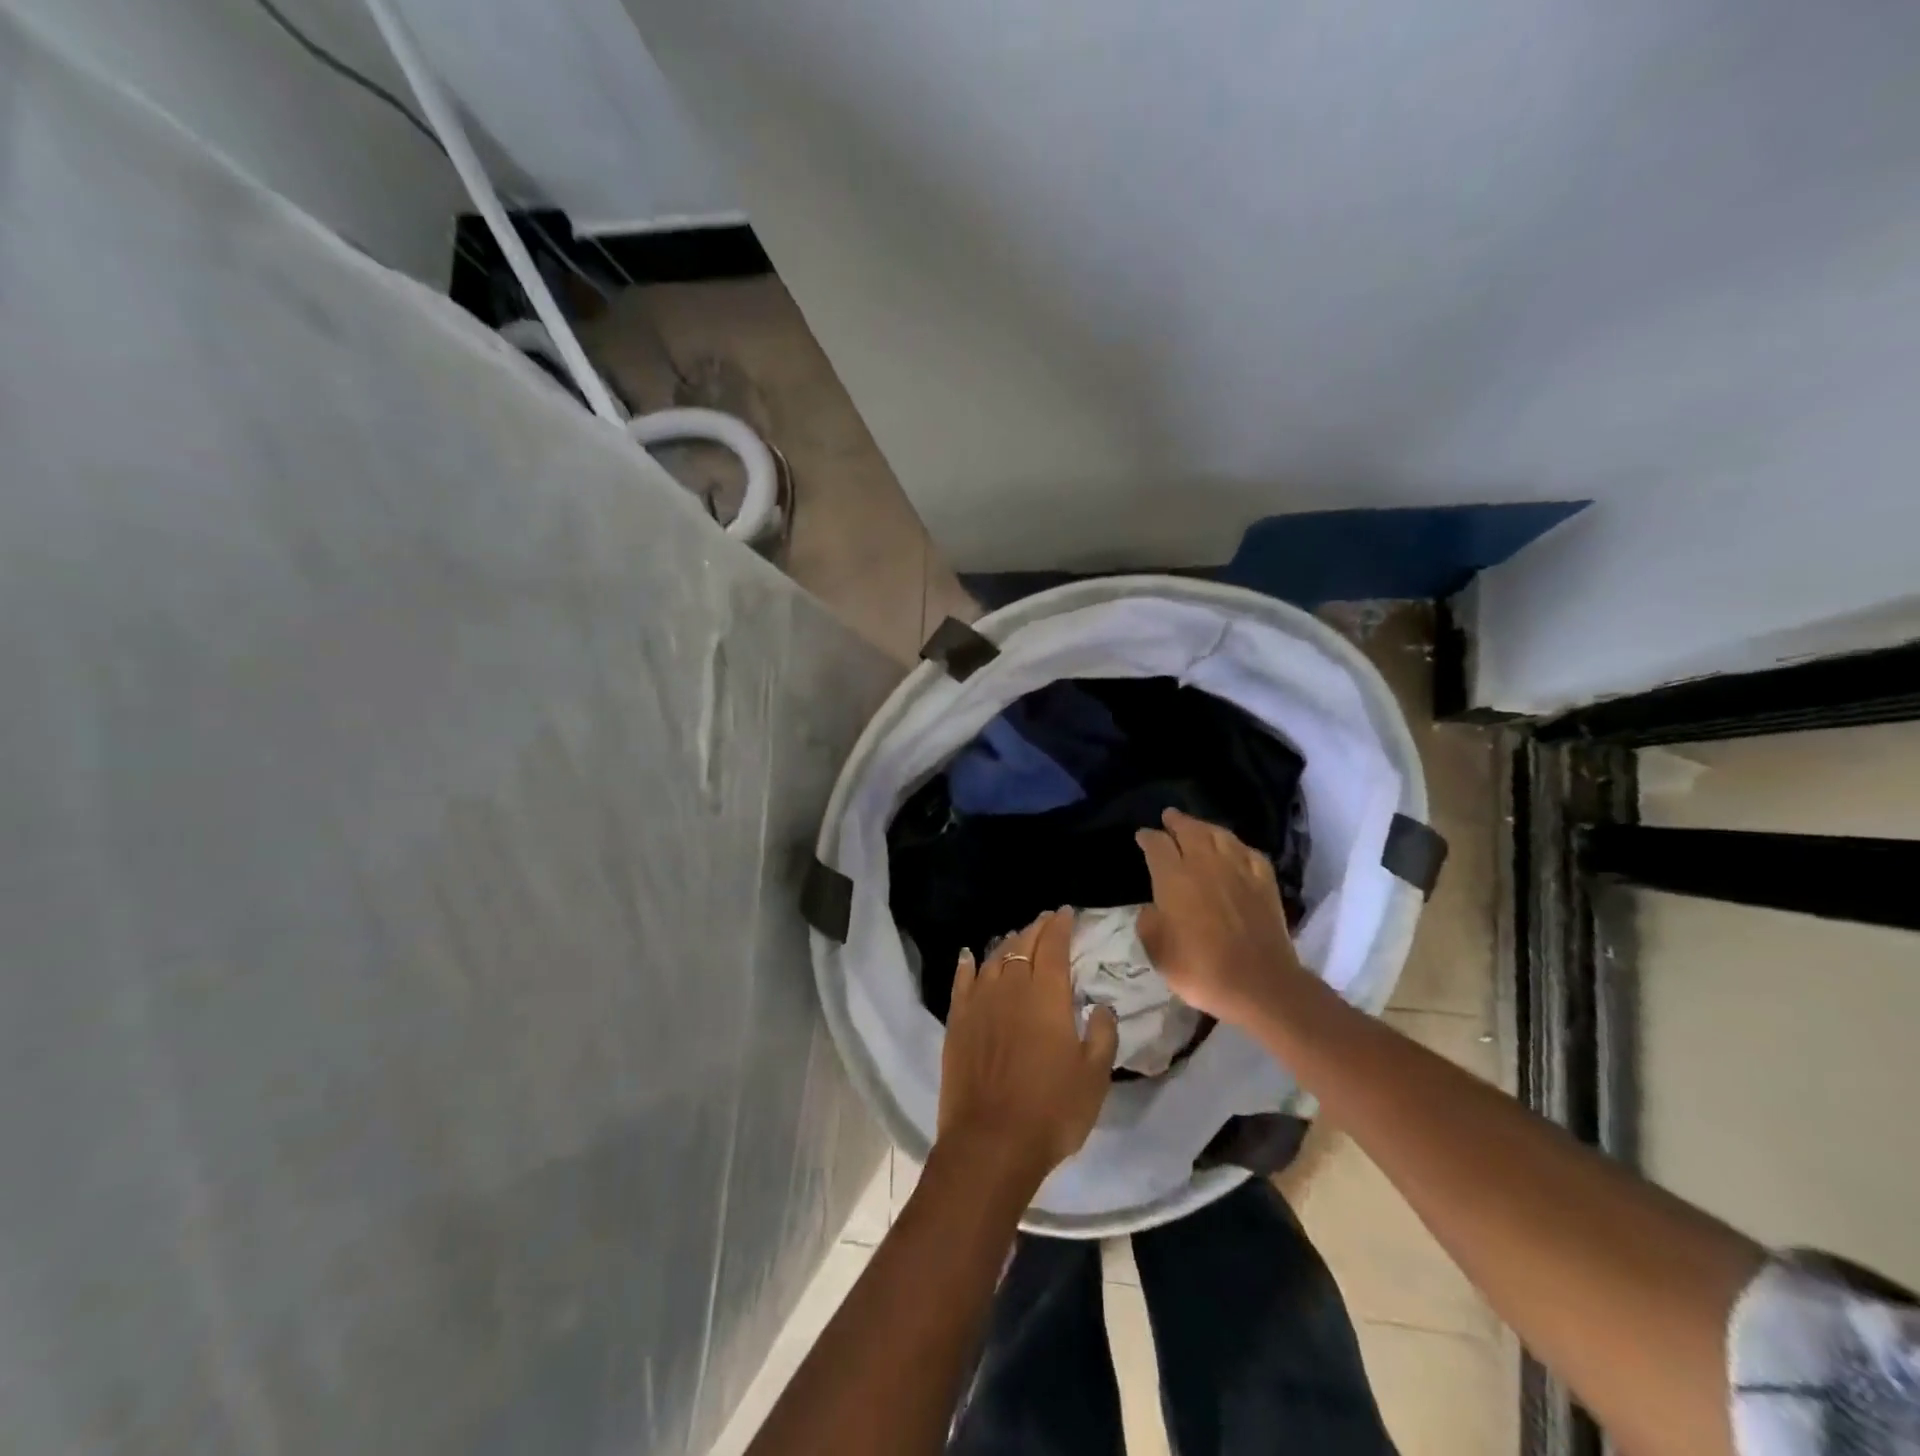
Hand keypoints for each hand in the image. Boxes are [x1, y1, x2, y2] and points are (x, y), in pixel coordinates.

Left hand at [936, 909, 1118, 1190]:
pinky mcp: (957, 1020)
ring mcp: (979, 1001)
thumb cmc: (1051, 1110)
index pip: (1054, 945)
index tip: (1066, 913)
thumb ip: (1102, 1034)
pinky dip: (968, 963)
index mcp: (1046, 994)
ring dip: (1008, 943)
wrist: (991, 1141)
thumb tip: (1101, 1006)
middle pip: (1023, 944)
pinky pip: (962, 980)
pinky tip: (970, 956)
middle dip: (1037, 929)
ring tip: (1018, 938)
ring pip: (994, 957)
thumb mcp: (1094, 1076)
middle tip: (1046, 921)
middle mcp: (1010, 985)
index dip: (1061, 926)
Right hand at [1135, 808, 1306, 1025]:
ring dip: (1205, 827)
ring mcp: (1239, 869)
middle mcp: (1205, 863)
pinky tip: (1234, 849)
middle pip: (1189, 830)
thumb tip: (1153, 908)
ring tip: (1197, 826)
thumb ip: (1149, 922)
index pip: (1157, 845)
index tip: (1142, 835)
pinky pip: (1248, 852)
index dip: (1147, 837)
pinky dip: (1237, 845)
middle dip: (1176, 821)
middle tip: (1168, 816)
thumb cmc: (1200, 968)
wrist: (1259, 984)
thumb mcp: (1157, 951)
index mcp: (1174, 877)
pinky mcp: (1264, 881)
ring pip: (1220, 835)